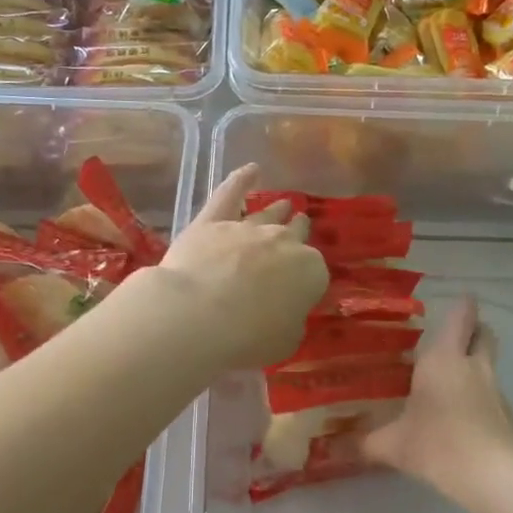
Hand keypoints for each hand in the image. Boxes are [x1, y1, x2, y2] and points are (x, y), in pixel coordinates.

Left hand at [152, 164, 328, 369]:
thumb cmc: (248, 338)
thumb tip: (286, 313)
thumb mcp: (285, 341)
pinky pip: (230, 194)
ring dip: (278, 210)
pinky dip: (240, 180)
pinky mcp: (212, 222)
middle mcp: (283, 243)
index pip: (315, 275)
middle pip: (295, 235)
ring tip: (284, 205)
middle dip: (298, 234)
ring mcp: (247, 228)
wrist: (198, 315)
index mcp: (310, 271)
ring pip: (268, 215)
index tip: (298, 294)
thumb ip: (291, 321)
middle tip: (299, 229)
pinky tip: (251, 170)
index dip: (306, 285)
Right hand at [360, 296, 512, 498]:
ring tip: (450, 380)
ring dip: (475, 365)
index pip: (462, 317)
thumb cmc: (437, 444)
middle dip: (474, 330)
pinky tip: (462, 417)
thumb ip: (362, 443)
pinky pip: (493, 395)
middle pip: (484, 334)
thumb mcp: (392, 445)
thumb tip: (330, 449)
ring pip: (489, 364)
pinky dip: (480, 396)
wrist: (493, 477)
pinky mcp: (507, 416)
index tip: (459, 299)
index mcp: (444, 359)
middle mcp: (473, 366)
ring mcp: (495, 391)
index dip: (463, 305)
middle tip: (453, 338)